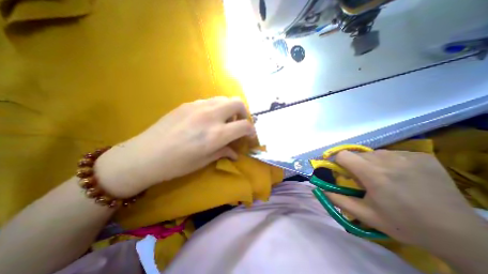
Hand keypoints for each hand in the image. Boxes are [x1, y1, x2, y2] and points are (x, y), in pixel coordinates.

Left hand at [94, 97, 255, 197]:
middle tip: (239, 124)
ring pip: (224, 99)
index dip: (252, 131)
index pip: (244, 126)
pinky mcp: (188, 104)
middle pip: (238, 103)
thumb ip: (224, 152)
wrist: (144, 155)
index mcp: (216, 134)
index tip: (250, 136)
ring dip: (230, 109)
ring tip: (225, 120)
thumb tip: (236, 153)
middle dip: (244, 113)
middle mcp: (211, 116)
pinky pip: (210, 101)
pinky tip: (208, 118)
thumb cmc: (177, 164)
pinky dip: (216, 108)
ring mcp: (198, 106)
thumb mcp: (205, 160)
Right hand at [327, 150, 483, 247]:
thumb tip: (319, 188)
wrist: (459, 234)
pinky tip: (402, 175)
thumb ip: (338, 200)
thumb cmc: (404, 224)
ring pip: (374, 153)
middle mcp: (388, 160)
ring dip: (372, 163)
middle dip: (355, 165)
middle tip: (365, 180)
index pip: (342, 155)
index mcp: (373, 174)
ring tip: (384, 178)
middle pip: (358, 154)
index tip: (343, 172)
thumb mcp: (365, 215)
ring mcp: (407, 156)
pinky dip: (390, 162)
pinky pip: (393, 153)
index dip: (338, 162)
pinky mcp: (421, 156)